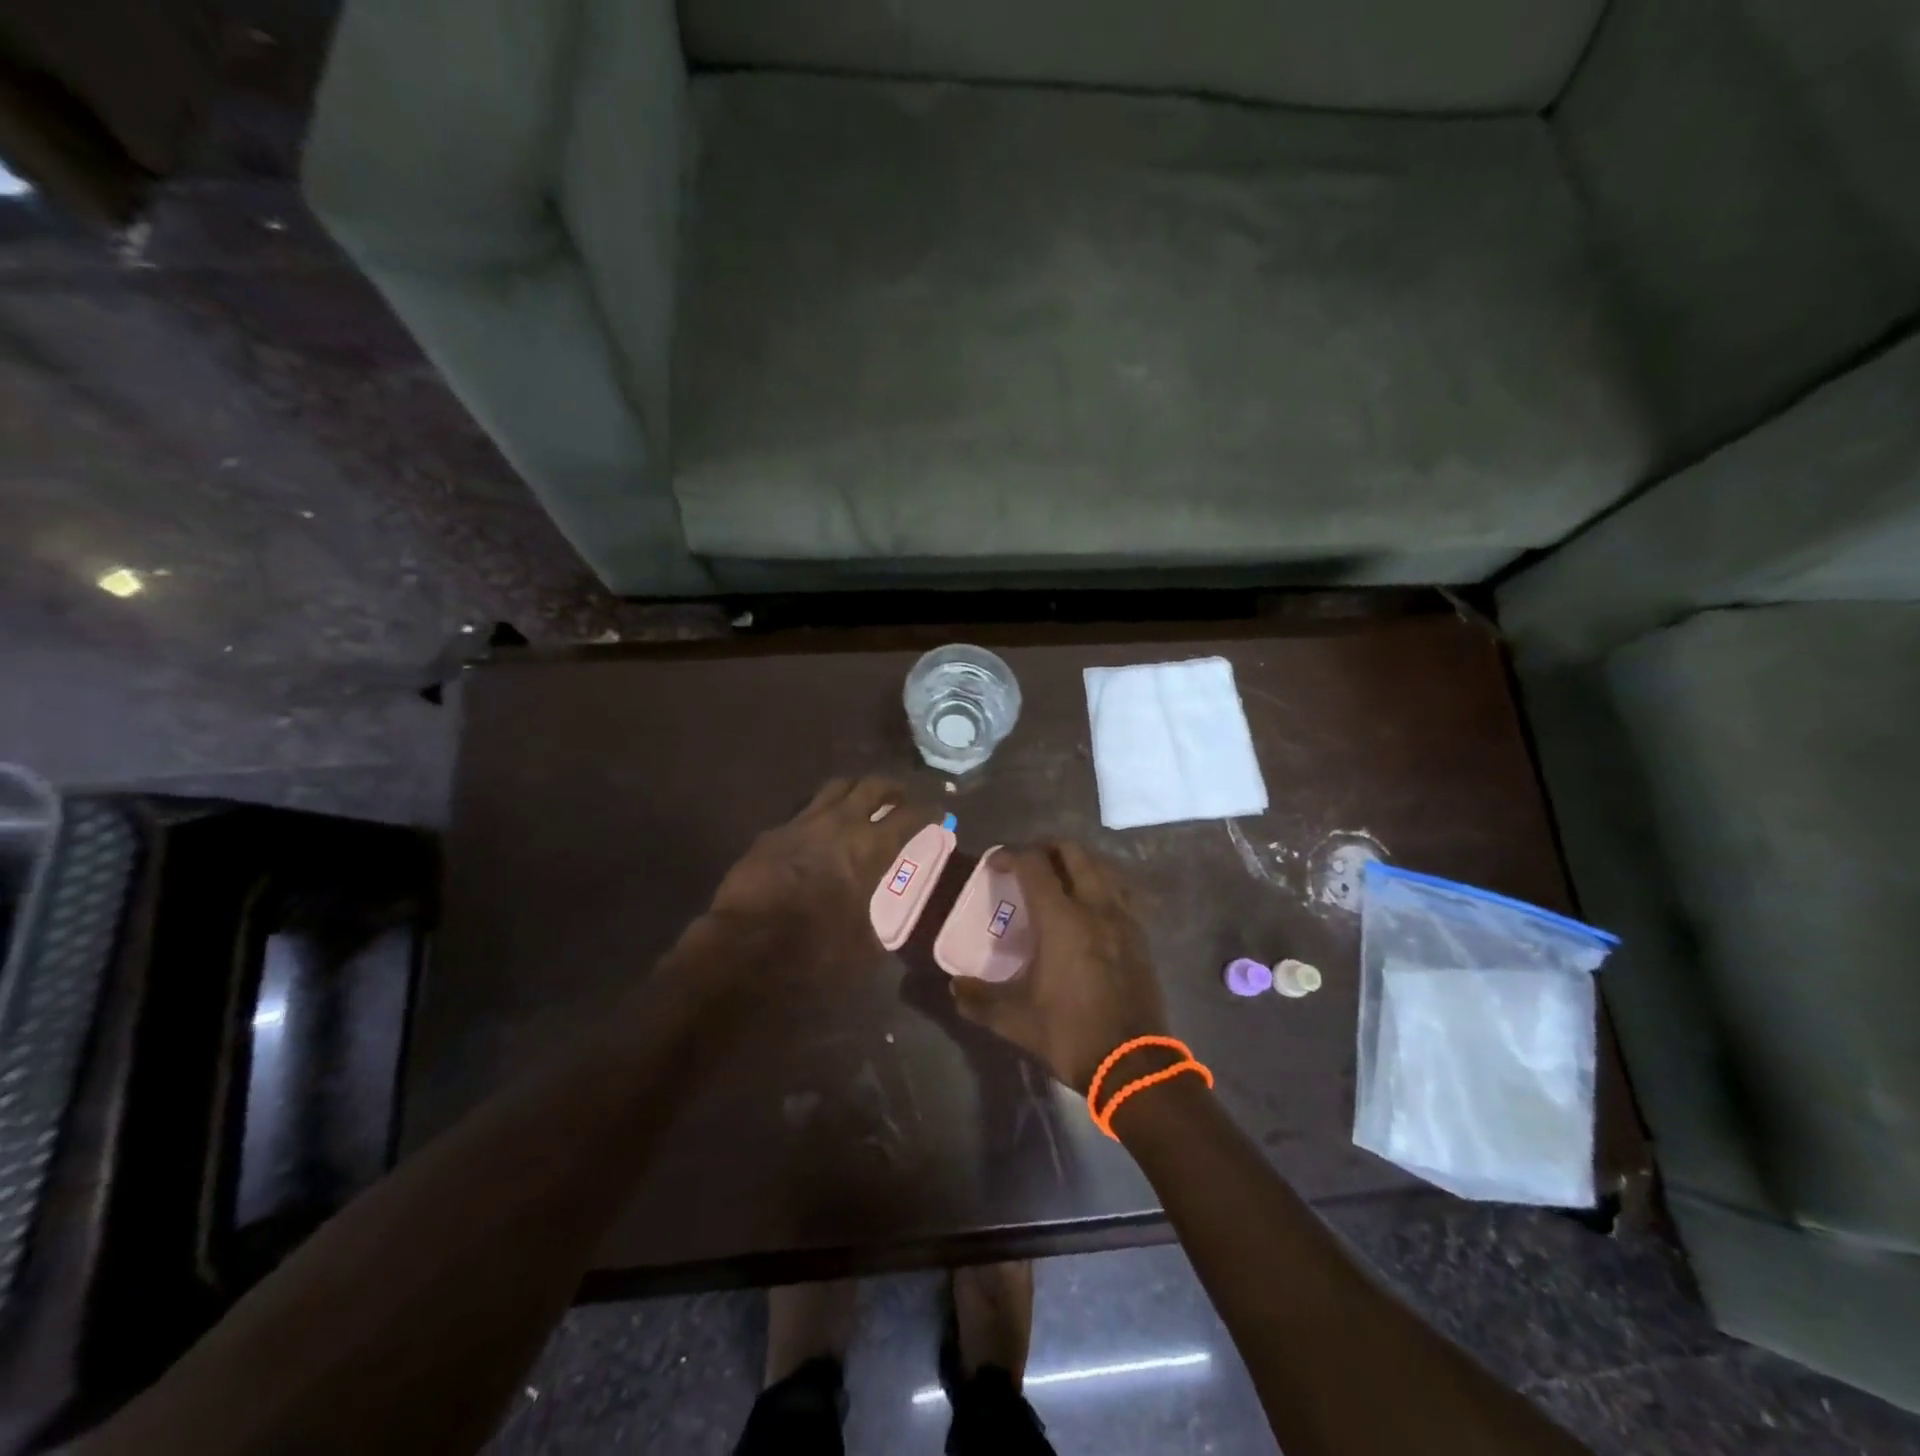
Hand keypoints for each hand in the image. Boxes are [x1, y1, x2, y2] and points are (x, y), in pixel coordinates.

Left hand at [700, 776, 919, 979]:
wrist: (746, 946)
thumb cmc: (815, 949)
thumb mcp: (863, 945)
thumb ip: (877, 923)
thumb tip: (880, 928)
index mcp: (871, 848)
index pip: (911, 816)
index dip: (929, 811)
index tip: (939, 812)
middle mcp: (841, 824)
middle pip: (873, 786)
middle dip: (893, 788)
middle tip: (901, 797)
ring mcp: (803, 823)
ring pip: (836, 787)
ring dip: (855, 790)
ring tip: (861, 801)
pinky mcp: (774, 832)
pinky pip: (803, 812)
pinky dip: (819, 815)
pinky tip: (817, 831)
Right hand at [949, 842, 1170, 1091]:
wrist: (1133, 1064)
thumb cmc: (1070, 1034)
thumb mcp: (1015, 1021)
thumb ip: (979, 999)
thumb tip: (954, 987)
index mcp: (1061, 919)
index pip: (1033, 864)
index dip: (1010, 854)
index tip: (994, 864)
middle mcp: (1095, 906)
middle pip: (1073, 851)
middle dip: (1045, 848)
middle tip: (1026, 865)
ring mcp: (1123, 918)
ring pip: (1101, 866)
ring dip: (1076, 862)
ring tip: (1057, 880)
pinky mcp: (1140, 934)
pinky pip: (1119, 890)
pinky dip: (1100, 883)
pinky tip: (1089, 906)